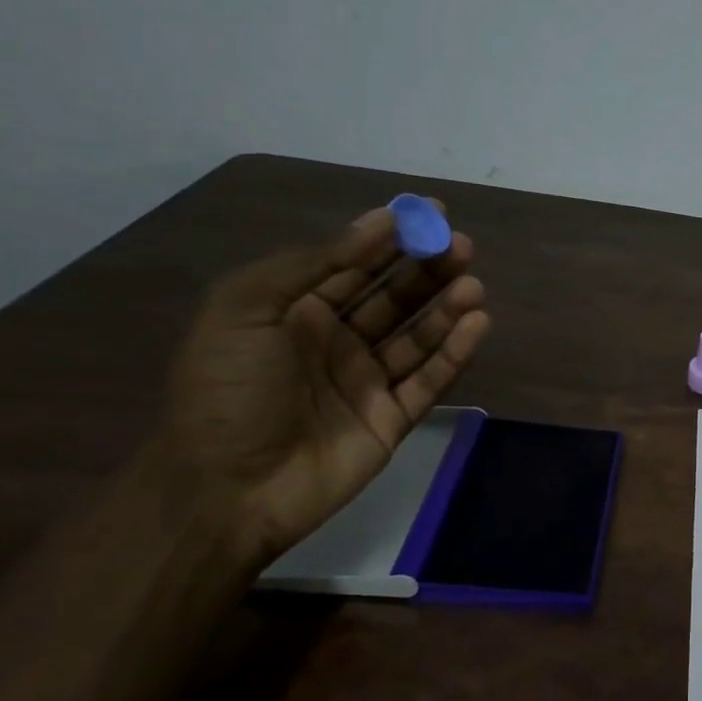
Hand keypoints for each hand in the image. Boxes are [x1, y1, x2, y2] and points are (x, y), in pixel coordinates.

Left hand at [157, 204, 491, 563]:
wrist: (226, 488)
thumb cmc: (227, 391)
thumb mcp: (245, 309)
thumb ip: (311, 265)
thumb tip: (376, 225)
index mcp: (295, 311)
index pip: (353, 265)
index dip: (390, 237)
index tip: (429, 211)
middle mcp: (336, 341)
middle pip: (394, 297)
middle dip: (427, 269)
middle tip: (461, 247)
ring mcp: (368, 382)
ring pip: (418, 336)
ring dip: (447, 308)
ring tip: (473, 285)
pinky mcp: (393, 419)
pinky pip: (430, 380)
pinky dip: (455, 353)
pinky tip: (475, 324)